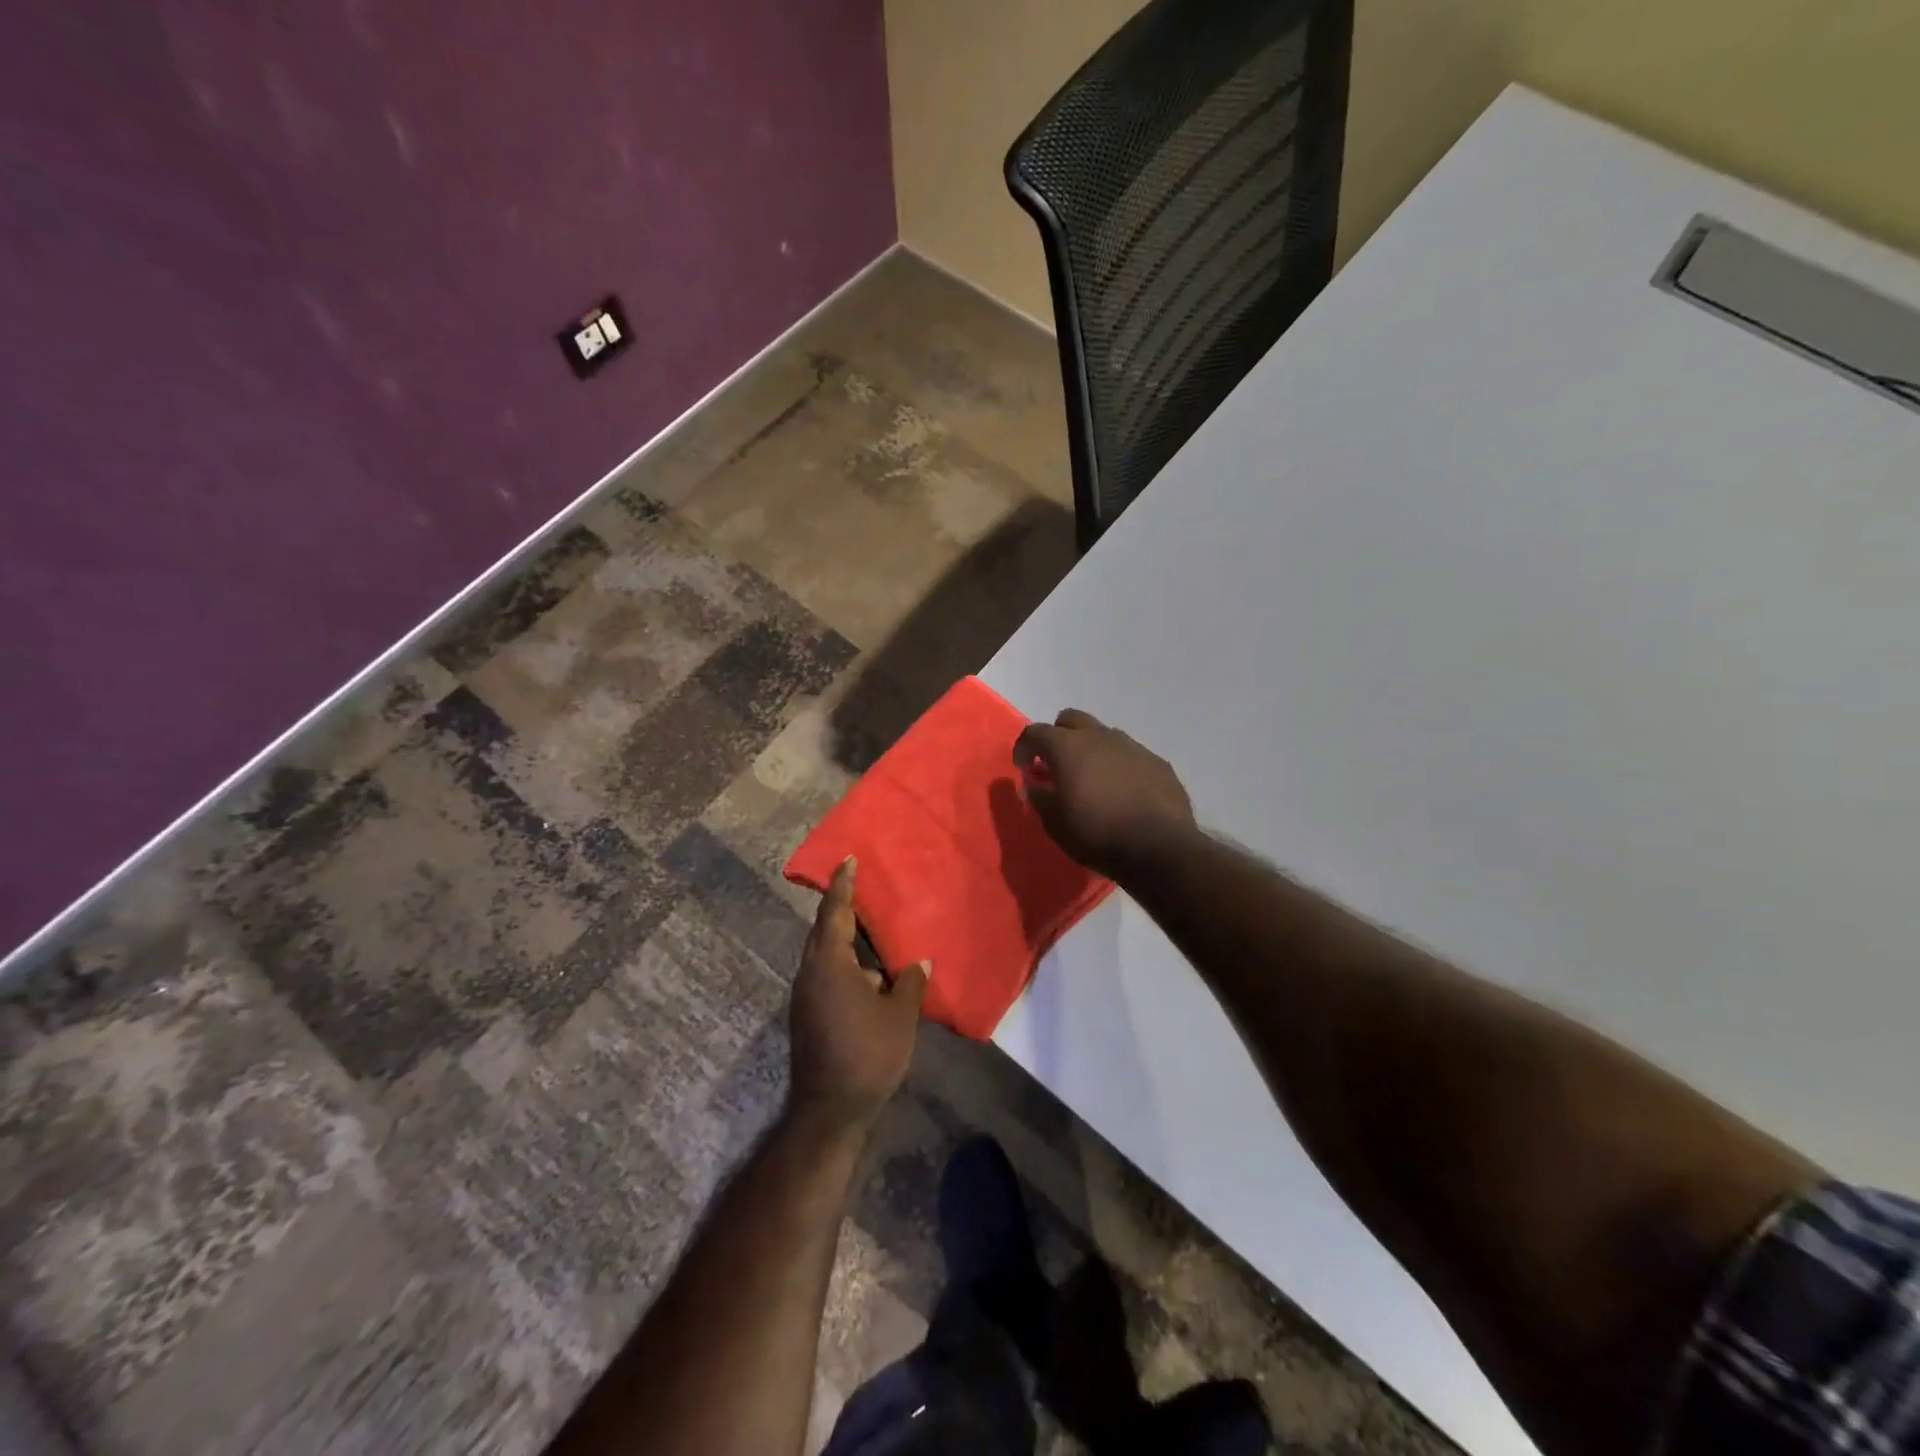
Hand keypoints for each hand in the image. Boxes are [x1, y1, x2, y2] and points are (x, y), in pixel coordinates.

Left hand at [788, 858, 928, 1135]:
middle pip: (823, 930)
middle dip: (840, 907)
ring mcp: (804, 995)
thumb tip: (918, 963)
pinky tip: (867, 975)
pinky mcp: (806, 1015)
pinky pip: (824, 973)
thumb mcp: (900, 1016)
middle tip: (859, 886)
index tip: (848, 859)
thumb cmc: (868, 1053)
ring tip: (869, 930)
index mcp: (830, 964)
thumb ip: (910, 983)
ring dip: (843, 939)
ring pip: (823, 954)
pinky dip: (842, 963)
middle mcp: (810, 973)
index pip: (835, 912)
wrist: (829, 1109)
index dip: (843, 884)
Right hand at [1013, 709, 1195, 877]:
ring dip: (1091, 750)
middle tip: (1056, 765)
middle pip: (1071, 720)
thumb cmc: (1097, 835)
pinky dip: (1118, 765)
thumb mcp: (1055, 824)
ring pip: (1103, 734)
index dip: (1024, 748)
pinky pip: (1130, 754)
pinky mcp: (1157, 761)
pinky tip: (1122, 792)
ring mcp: (1132, 746)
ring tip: (1091, 780)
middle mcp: (1100, 736)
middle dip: (1058, 737)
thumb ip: (1039, 798)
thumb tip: (1033, 785)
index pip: (1035, 732)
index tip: (1023, 768)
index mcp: (1068, 747)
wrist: (1159, 848)